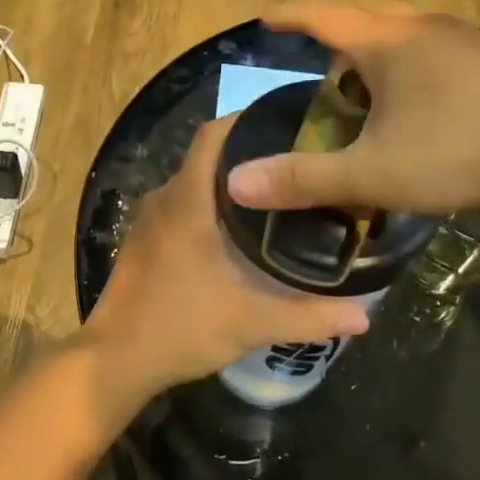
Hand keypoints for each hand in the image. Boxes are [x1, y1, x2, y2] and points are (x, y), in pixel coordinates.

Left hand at [81, 117, 372, 409]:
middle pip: (207, 156)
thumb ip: (309, 316)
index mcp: (187, 201)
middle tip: (294, 163)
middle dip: (248, 153)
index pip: (213, 135)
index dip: (245, 119)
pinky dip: (207, 204)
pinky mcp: (142, 241)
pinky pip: (180, 205)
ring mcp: (148, 220)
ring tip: (274, 193)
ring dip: (227, 182)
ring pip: (193, 182)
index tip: (286, 122)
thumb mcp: (251, 323)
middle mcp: (164, 199)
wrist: (114, 361)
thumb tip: (365, 317)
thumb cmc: (180, 327)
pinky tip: (235, 230)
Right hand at [223, 1, 479, 218]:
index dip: (290, 16)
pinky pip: (440, 55)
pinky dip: (417, 73)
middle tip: (327, 78)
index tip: (267, 18)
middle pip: (369, 20)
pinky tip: (428, 113)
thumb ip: (303, 179)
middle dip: (341, 43)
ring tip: (375, 100)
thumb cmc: (460, 150)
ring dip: (383, 58)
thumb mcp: (374, 173)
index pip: (322, 16)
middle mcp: (424, 28)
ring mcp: (467, 41)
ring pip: (409, 37)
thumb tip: (235, 184)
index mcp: (387, 42)